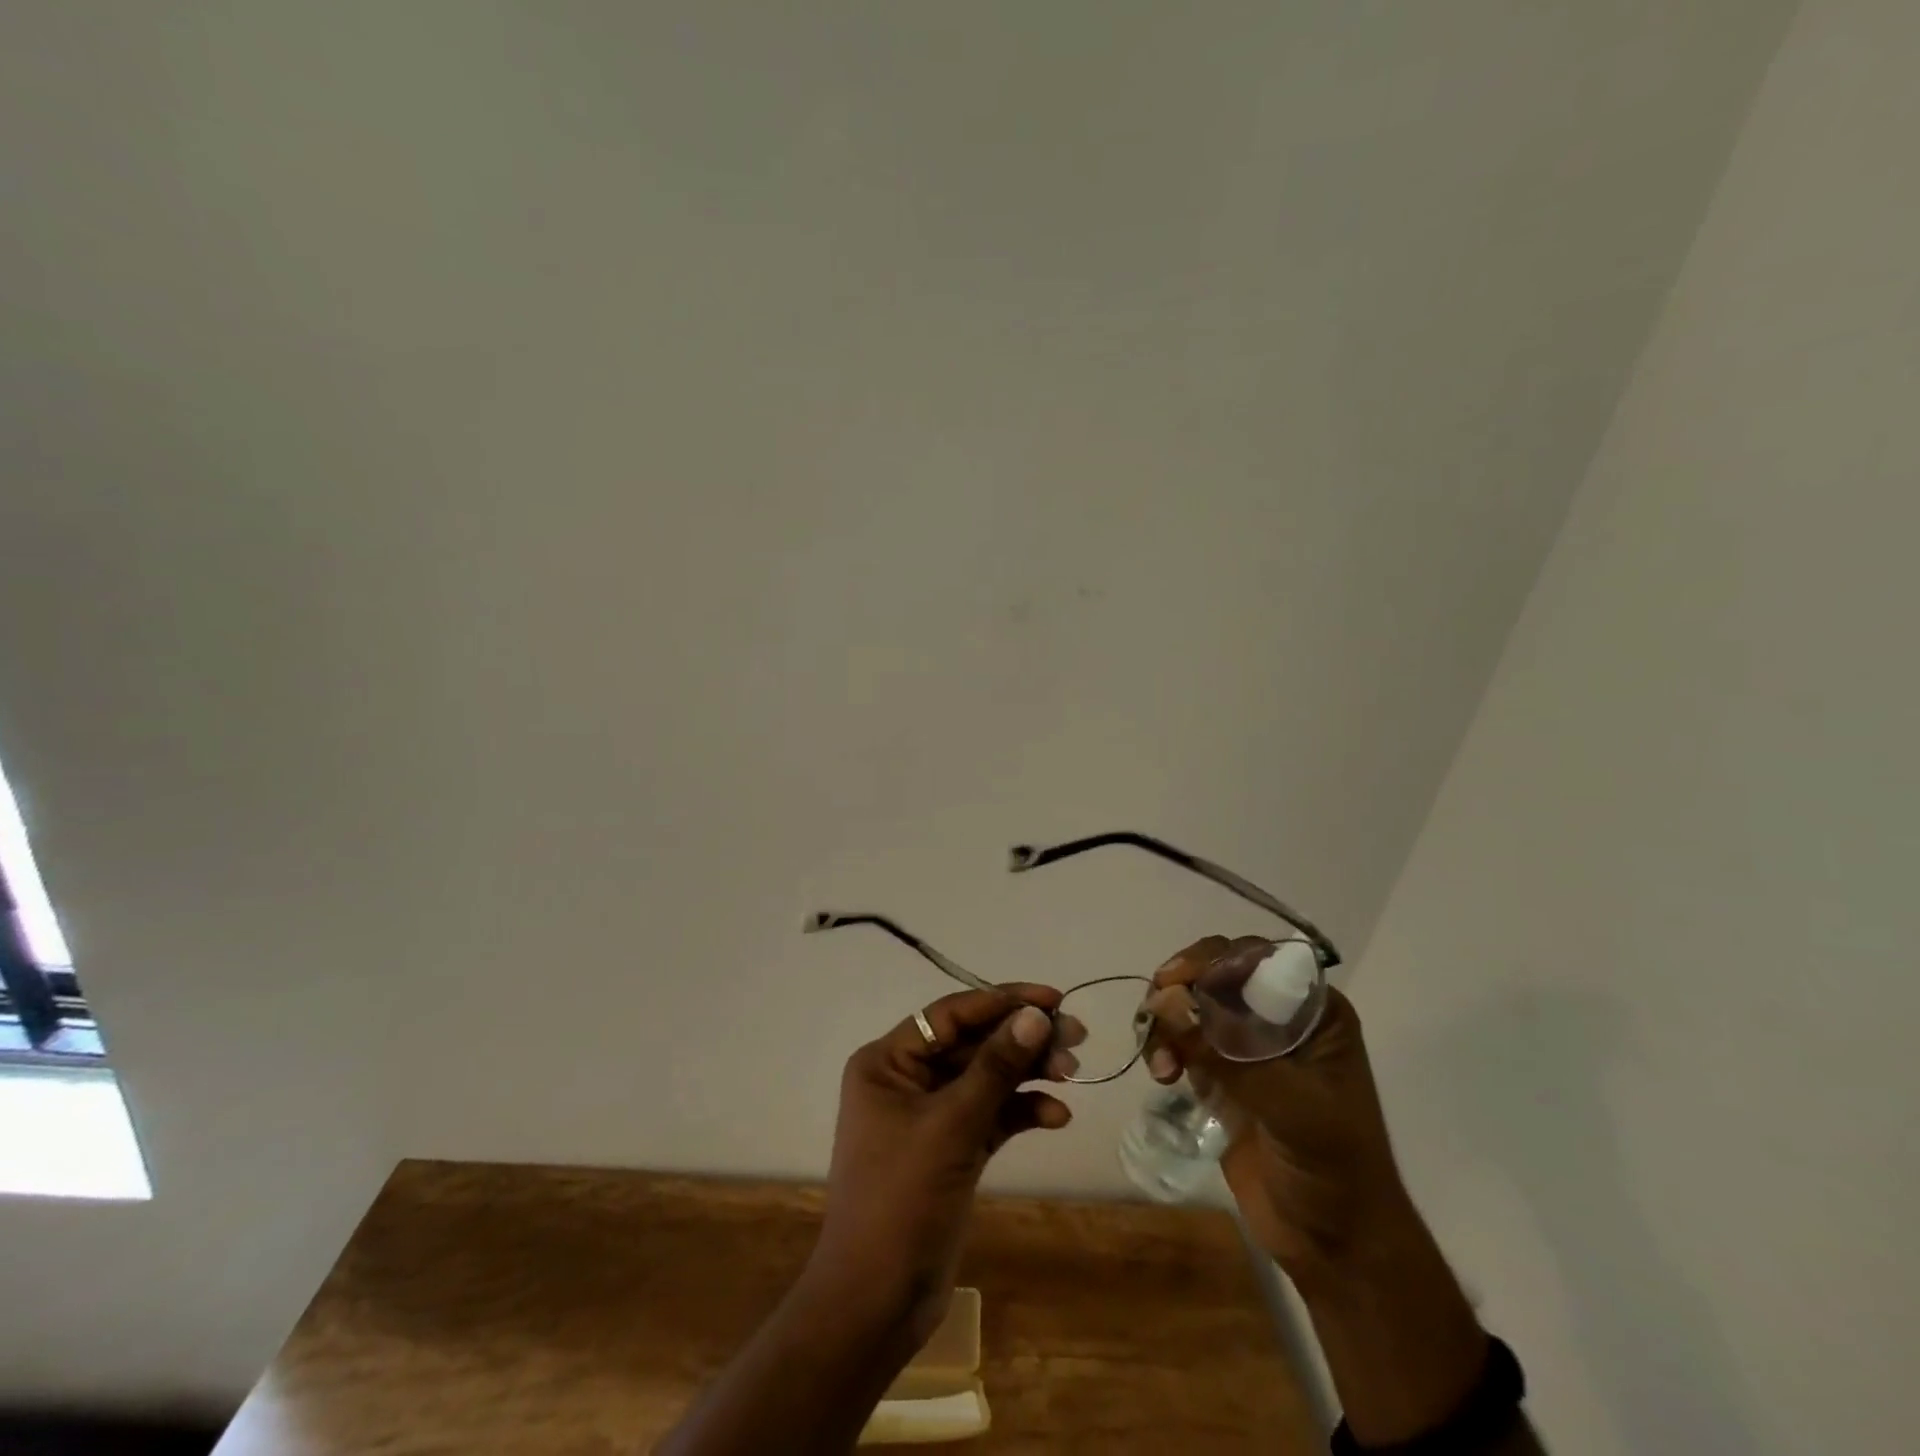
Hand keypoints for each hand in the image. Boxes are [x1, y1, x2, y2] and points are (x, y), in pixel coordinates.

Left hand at [811, 984, 1075, 1340]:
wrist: (877, 1302)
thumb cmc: (901, 1199)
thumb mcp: (951, 1125)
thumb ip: (996, 1067)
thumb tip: (1036, 1016)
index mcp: (888, 1061)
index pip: (951, 1014)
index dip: (1002, 1001)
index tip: (1052, 999)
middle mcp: (907, 1079)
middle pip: (973, 1043)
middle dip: (1022, 1039)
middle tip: (1075, 1036)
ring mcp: (931, 1115)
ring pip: (987, 1078)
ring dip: (1027, 1073)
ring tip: (1073, 1074)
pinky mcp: (952, 1148)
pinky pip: (992, 1115)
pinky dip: (1022, 1111)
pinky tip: (1056, 1116)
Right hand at [1143, 936, 1413, 1278]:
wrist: (1335, 1246)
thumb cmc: (1334, 1169)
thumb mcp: (1291, 1106)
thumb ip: (1228, 1053)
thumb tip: (1165, 1000)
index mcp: (1313, 1013)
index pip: (1255, 958)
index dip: (1210, 960)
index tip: (1172, 980)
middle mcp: (1278, 1018)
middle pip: (1215, 974)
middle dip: (1180, 989)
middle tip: (1155, 1013)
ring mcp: (1247, 1046)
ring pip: (1191, 1004)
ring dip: (1167, 1021)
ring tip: (1161, 1065)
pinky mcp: (1220, 1074)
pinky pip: (1181, 1040)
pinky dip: (1163, 1047)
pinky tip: (1161, 1075)